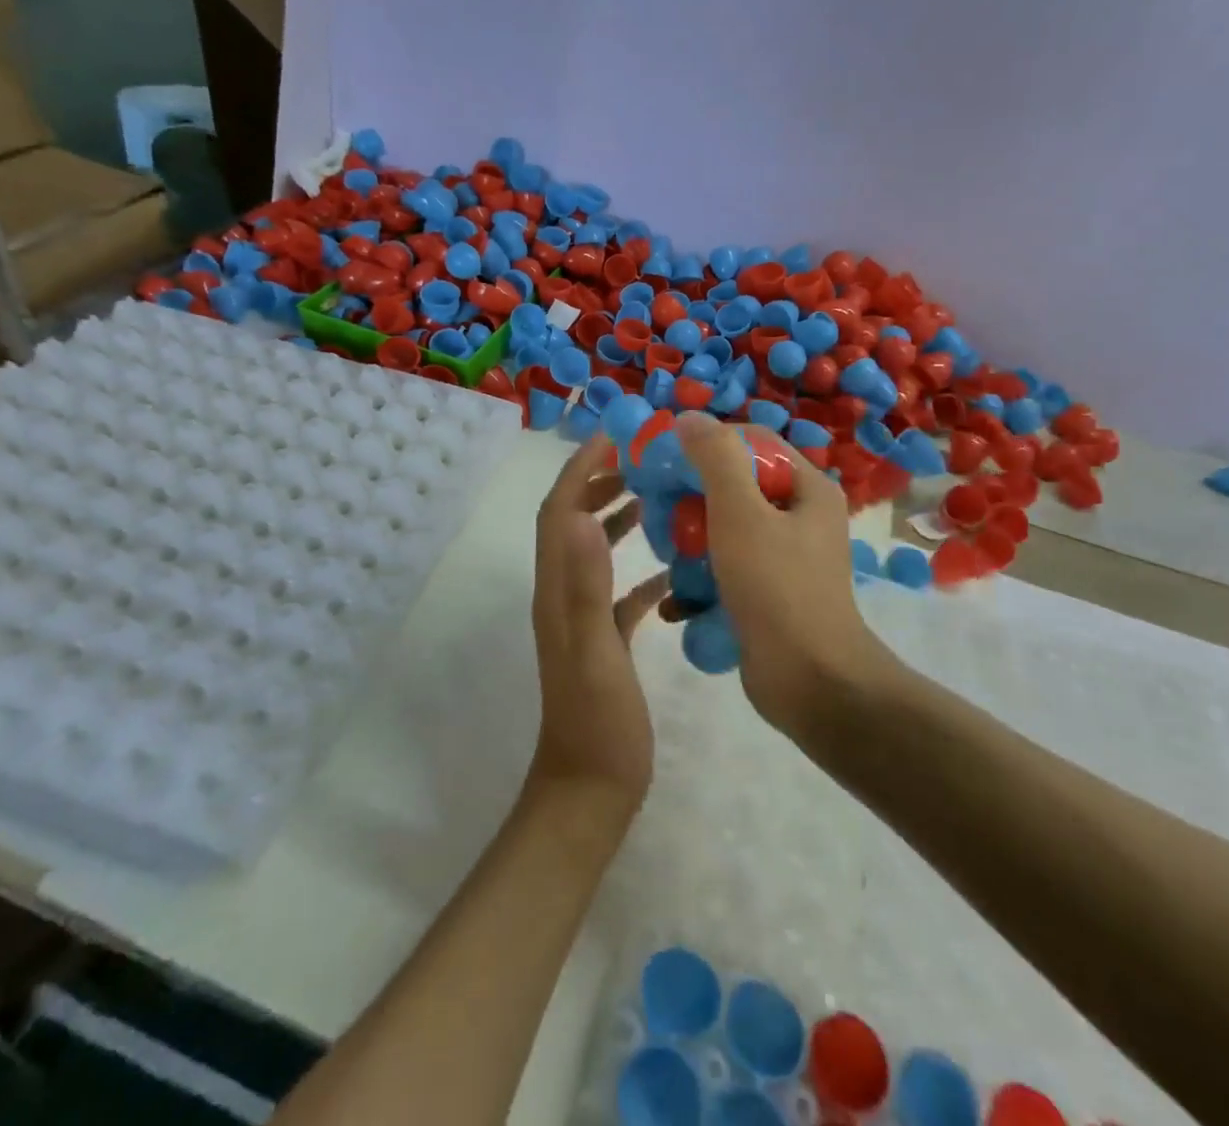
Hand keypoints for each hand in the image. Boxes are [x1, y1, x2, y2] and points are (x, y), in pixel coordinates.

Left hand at [528, 435, 670, 817]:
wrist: (590, 791)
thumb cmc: (597, 724)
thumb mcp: (595, 653)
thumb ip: (588, 588)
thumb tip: (584, 520)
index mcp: (556, 591)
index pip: (558, 513)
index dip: (578, 471)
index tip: (611, 439)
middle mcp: (563, 597)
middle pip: (571, 523)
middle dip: (596, 484)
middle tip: (638, 460)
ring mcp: (583, 620)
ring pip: (594, 552)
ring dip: (615, 517)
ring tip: (653, 496)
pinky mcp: (604, 641)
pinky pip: (620, 591)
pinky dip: (640, 569)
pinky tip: (672, 569)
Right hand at [665, 413, 897, 732]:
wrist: (810, 682)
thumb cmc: (777, 587)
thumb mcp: (741, 512)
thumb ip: (715, 458)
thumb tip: (689, 418)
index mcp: (807, 487)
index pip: (751, 442)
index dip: (707, 443)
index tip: (666, 460)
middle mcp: (801, 515)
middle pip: (735, 486)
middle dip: (693, 499)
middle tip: (660, 514)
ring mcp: (786, 557)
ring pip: (726, 529)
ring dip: (692, 540)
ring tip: (667, 555)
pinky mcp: (770, 592)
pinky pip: (729, 567)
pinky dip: (704, 577)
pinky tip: (680, 598)